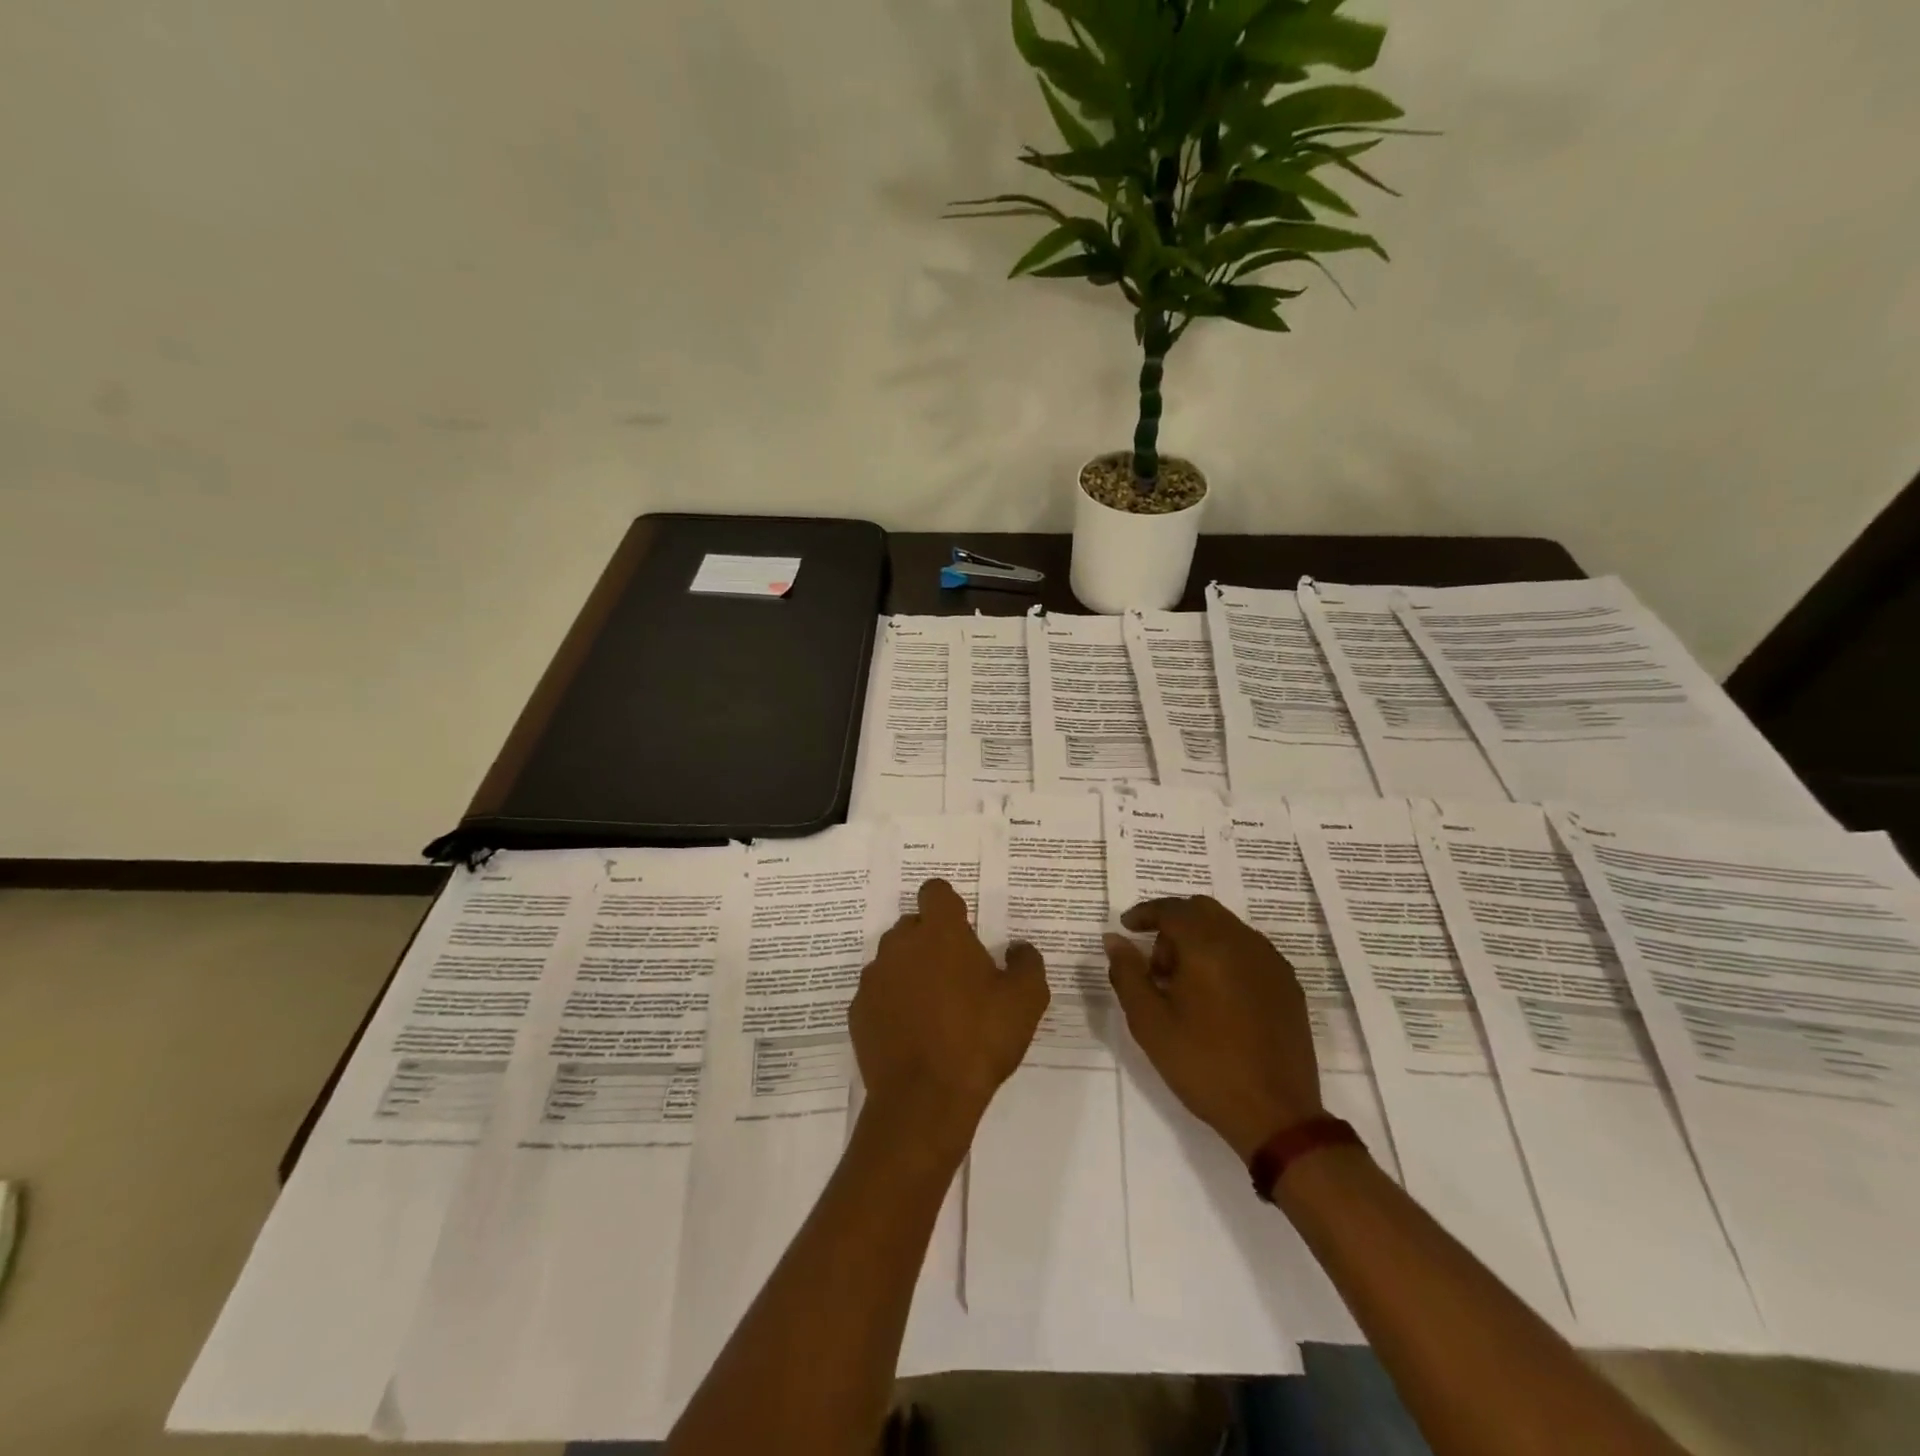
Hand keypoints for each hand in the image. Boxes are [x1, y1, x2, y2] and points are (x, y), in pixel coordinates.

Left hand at [850, 878, 1048, 1144]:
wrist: (924, 1100)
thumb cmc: (979, 1039)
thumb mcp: (1026, 1000)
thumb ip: (1026, 963)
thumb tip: (1018, 948)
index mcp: (940, 932)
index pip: (935, 891)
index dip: (950, 905)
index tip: (964, 928)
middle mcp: (900, 944)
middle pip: (913, 925)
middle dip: (932, 940)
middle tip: (957, 974)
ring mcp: (874, 978)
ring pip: (893, 959)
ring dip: (911, 971)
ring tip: (934, 1008)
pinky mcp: (858, 1011)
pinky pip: (878, 994)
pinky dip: (892, 1003)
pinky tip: (912, 1033)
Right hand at [1104, 895, 1322, 1160]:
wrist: (1274, 1114)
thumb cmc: (1203, 1065)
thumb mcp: (1149, 1022)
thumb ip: (1127, 973)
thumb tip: (1114, 939)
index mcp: (1208, 946)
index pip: (1172, 909)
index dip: (1145, 913)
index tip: (1126, 927)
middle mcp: (1243, 942)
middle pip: (1202, 910)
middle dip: (1173, 925)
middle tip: (1155, 963)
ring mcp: (1271, 962)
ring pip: (1228, 928)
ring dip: (1200, 939)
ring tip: (1184, 984)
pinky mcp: (1288, 984)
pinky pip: (1250, 950)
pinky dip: (1225, 955)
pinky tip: (1216, 995)